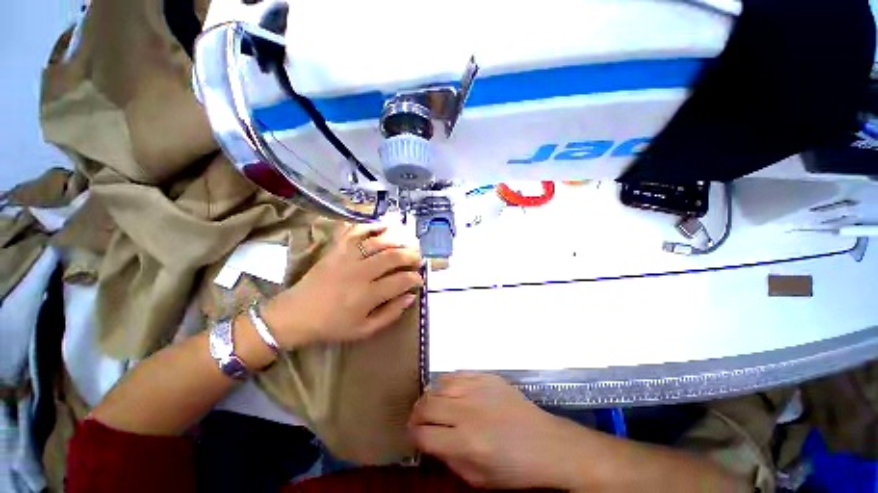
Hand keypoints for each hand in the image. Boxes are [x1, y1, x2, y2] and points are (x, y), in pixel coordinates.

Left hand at [263, 223, 422, 347]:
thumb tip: (410, 296)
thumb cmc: (332, 325)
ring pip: (378, 241)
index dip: (415, 278)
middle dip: (411, 255)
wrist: (296, 314)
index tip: (419, 279)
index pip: (401, 280)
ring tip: (408, 242)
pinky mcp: (336, 249)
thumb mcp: (364, 330)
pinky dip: (371, 225)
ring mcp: (347, 257)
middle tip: (418, 259)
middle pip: (393, 256)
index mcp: (367, 295)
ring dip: (398, 239)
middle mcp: (360, 272)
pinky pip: (355, 231)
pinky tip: (383, 226)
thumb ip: (390, 314)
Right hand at [409, 373, 593, 489]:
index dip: (413, 435)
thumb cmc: (513, 468)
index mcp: (465, 442)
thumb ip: (448, 459)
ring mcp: (477, 389)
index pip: (423, 434)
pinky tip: (450, 392)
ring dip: (431, 396)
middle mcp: (467, 412)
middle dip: (417, 413)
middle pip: (427, 405)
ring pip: (439, 385)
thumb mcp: (477, 478)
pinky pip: (457, 374)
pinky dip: (448, 383)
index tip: (415, 435)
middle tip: (419, 419)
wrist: (545, 443)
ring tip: (433, 404)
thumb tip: (428, 440)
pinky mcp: (486, 377)